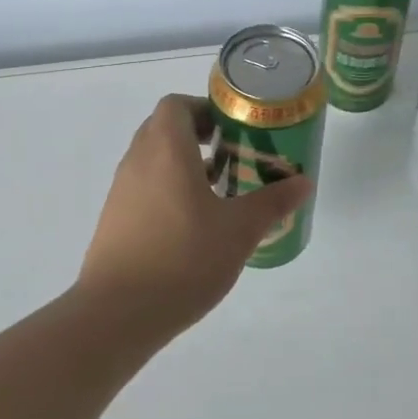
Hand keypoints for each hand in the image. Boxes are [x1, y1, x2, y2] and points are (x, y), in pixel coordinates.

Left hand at [78, 94, 312, 336]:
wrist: (117, 314)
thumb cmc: (183, 258)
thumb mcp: (239, 230)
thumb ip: (273, 202)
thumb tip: (304, 182)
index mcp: (166, 149)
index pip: (176, 104)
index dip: (205, 109)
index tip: (233, 130)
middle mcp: (138, 160)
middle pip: (164, 128)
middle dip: (199, 135)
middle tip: (233, 156)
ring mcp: (121, 190)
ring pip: (153, 159)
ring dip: (183, 164)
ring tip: (219, 192)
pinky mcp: (114, 219)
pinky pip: (144, 187)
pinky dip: (167, 189)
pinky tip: (193, 225)